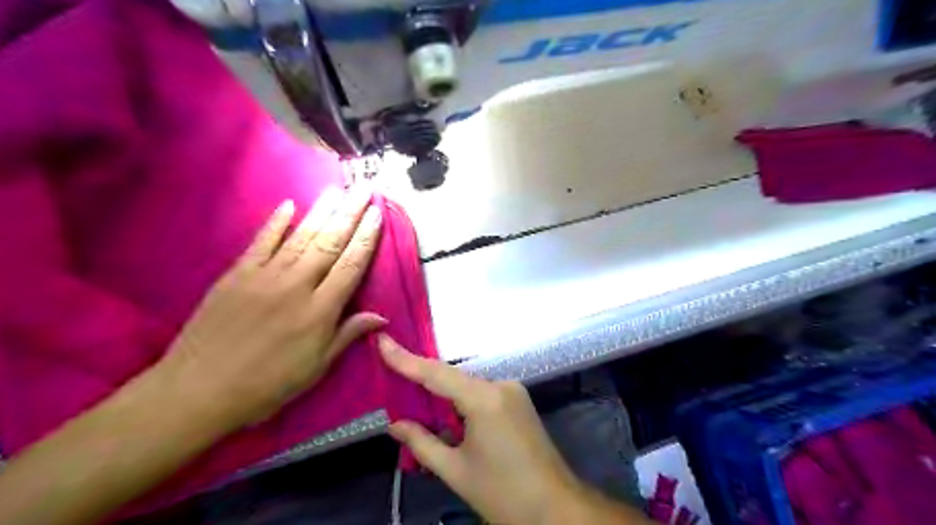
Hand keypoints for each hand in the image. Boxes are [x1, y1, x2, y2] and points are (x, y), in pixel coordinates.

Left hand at [156, 187, 383, 431]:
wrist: (198, 390)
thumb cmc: (267, 384)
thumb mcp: (316, 367)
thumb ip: (348, 334)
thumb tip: (382, 317)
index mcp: (319, 311)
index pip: (350, 266)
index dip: (366, 238)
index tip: (377, 215)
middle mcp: (296, 285)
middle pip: (329, 243)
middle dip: (350, 214)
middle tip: (364, 189)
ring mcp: (264, 276)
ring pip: (300, 236)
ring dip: (321, 211)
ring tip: (337, 190)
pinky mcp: (237, 274)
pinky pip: (260, 242)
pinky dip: (275, 222)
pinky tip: (289, 205)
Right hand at [377, 337, 582, 524]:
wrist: (555, 508)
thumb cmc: (502, 492)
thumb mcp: (456, 471)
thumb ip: (421, 443)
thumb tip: (394, 424)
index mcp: (484, 399)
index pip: (436, 373)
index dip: (406, 358)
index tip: (383, 342)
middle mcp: (500, 385)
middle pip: (453, 377)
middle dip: (423, 380)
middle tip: (392, 380)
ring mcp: (513, 391)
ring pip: (467, 385)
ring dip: (443, 394)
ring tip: (414, 403)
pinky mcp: (519, 400)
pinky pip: (481, 393)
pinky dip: (461, 401)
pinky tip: (446, 415)